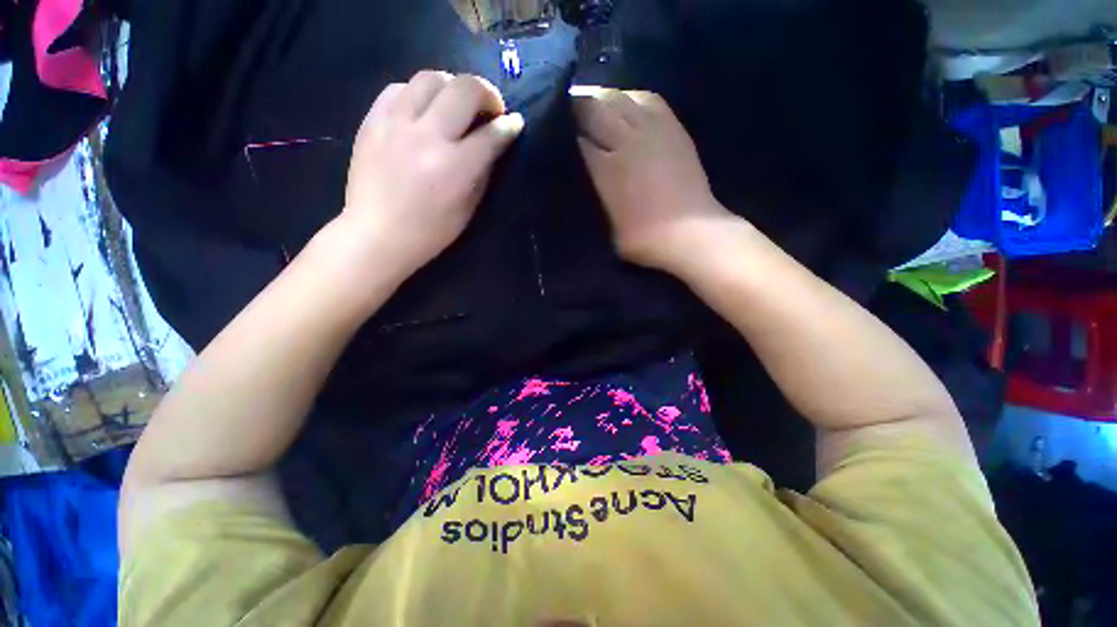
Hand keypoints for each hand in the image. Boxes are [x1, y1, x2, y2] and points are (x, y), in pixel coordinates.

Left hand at [342, 70, 523, 276]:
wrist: (377, 234)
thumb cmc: (430, 232)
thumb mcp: (468, 209)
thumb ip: (482, 173)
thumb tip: (492, 145)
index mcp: (455, 167)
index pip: (491, 134)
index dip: (509, 126)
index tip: (515, 123)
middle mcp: (427, 136)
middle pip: (464, 89)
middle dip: (487, 93)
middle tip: (491, 108)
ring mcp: (396, 124)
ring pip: (431, 78)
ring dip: (452, 86)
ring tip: (456, 104)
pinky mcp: (372, 120)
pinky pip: (399, 88)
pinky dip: (418, 93)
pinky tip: (423, 109)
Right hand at [572, 87, 731, 271]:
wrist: (690, 233)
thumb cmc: (643, 238)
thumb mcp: (606, 226)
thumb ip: (593, 195)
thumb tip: (583, 175)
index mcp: (606, 168)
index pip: (575, 138)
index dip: (562, 133)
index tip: (554, 133)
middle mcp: (626, 140)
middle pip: (593, 108)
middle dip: (577, 108)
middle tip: (567, 115)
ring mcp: (652, 129)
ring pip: (619, 97)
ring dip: (602, 100)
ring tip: (594, 108)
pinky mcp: (673, 127)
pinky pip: (646, 99)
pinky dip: (630, 99)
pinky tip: (625, 107)